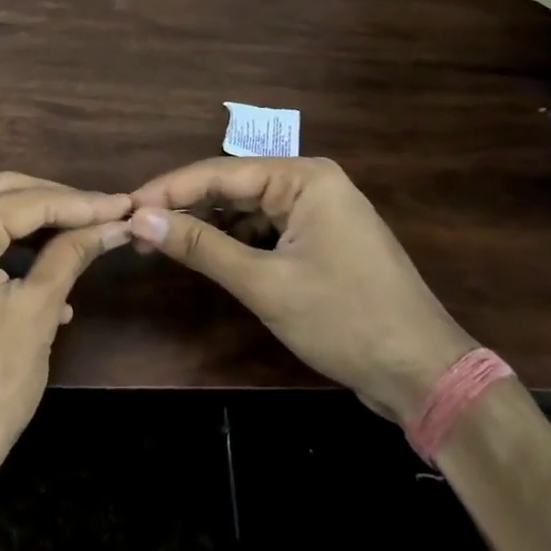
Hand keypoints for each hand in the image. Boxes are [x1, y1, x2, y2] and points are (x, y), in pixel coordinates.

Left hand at [0, 173, 131, 504]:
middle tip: (104, 214)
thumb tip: (112, 224)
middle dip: (55, 204)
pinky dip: (1, 250)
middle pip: (1, 194)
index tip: (123, 205)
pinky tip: (42, 276)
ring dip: (30, 226)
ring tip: (80, 241)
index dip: (81, 204)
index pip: (28, 200)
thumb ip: (71, 255)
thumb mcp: (37, 312)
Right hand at [129, 158, 473, 421]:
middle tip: (136, 229)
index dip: (167, 190)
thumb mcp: (265, 283)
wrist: (425, 377)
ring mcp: (317, 213)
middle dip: (184, 208)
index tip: (125, 208)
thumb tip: (140, 220)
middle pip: (230, 188)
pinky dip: (232, 243)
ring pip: (244, 210)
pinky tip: (203, 255)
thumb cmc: (346, 320)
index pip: (219, 174)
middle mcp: (311, 184)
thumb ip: (201, 247)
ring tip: (159, 243)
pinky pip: (264, 231)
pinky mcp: (319, 242)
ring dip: (205, 226)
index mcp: (304, 178)